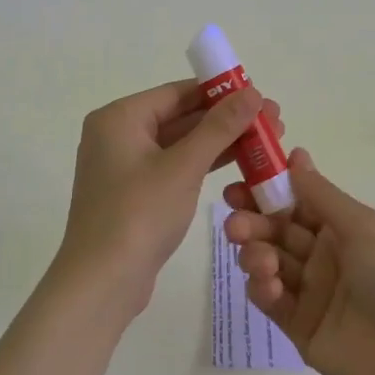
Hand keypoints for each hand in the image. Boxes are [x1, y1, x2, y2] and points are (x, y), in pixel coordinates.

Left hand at [54, 79, 283, 315]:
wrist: (102, 283)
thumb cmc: (139, 214)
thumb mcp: (184, 167)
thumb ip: (219, 127)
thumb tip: (253, 92)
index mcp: (120, 117)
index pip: (178, 92)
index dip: (221, 92)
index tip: (260, 95)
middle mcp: (118, 134)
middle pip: (180, 116)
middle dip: (226, 119)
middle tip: (273, 120)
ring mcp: (125, 166)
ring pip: (180, 144)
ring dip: (220, 142)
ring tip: (266, 141)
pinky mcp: (135, 193)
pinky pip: (174, 167)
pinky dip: (203, 164)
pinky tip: (239, 163)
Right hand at [224, 149, 374, 374]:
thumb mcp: (364, 226)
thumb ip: (321, 195)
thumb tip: (294, 156)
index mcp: (345, 228)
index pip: (297, 202)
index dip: (268, 190)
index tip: (239, 182)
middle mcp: (326, 256)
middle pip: (278, 231)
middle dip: (253, 222)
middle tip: (234, 222)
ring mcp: (313, 293)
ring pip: (270, 263)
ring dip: (255, 253)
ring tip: (257, 256)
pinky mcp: (301, 328)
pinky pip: (273, 301)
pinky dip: (262, 288)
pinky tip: (267, 284)